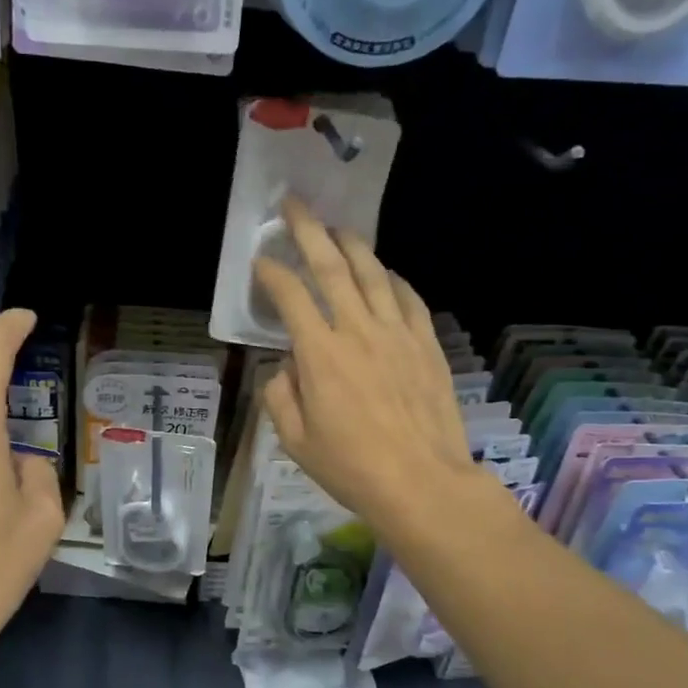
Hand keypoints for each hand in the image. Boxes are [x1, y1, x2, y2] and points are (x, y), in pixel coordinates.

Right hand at [252, 199, 504, 539]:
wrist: (422, 483)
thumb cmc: (352, 468)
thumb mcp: (296, 442)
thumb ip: (280, 397)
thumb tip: (285, 368)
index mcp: (320, 354)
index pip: (290, 298)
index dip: (272, 274)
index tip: (260, 261)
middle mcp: (358, 331)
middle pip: (331, 268)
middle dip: (309, 231)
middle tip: (295, 204)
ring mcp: (398, 334)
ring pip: (373, 274)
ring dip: (353, 245)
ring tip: (339, 228)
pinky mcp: (427, 345)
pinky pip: (409, 299)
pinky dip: (394, 280)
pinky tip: (386, 273)